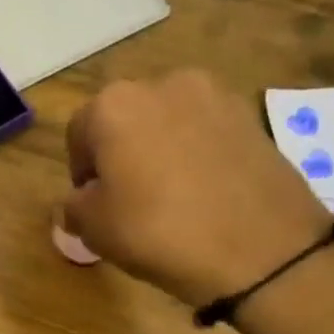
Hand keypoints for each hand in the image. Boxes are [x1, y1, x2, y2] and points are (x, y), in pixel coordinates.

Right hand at [60, 70, 330, 307]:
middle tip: (127, 199)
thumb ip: (74, 207)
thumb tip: (77, 203)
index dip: (80, 171)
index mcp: (113, 105)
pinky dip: (196, 155)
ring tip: (169, 196)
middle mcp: (162, 85)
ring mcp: (213, 96)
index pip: (78, 133)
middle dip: (120, 153)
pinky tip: (203, 193)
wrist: (259, 248)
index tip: (91, 203)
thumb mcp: (95, 228)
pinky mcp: (250, 117)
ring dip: (160, 150)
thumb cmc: (157, 231)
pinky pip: (205, 133)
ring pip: (168, 123)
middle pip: (125, 119)